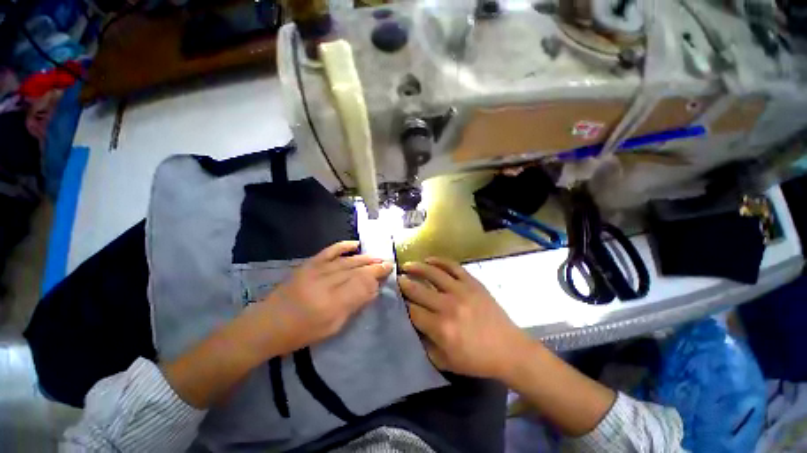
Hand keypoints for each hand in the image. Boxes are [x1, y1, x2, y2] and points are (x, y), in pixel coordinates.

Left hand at [250, 241, 392, 354]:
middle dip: (374, 266)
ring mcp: (315, 271)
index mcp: (332, 304)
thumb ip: (354, 305)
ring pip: (346, 261)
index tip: (388, 271)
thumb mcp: (332, 327)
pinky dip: (343, 246)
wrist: (266, 325)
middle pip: (355, 270)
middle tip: (387, 262)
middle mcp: (325, 283)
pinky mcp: (307, 265)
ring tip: (376, 257)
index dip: (376, 276)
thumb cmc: (302, 332)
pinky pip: (328, 251)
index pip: (361, 284)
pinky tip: (355, 244)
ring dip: (364, 258)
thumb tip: (373, 289)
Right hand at [399, 257, 532, 380]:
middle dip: (404, 284)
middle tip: (396, 278)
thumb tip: (412, 325)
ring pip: (433, 273)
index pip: (413, 311)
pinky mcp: (472, 283)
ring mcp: (461, 291)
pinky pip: (453, 266)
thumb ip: (425, 344)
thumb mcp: (445, 361)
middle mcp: (448, 306)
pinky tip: (429, 259)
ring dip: (417, 267)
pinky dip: (439, 261)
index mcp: (441, 328)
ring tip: (407, 265)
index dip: (402, 304)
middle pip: (419, 290)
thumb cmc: (476, 359)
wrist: (508, 349)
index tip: (396, 298)